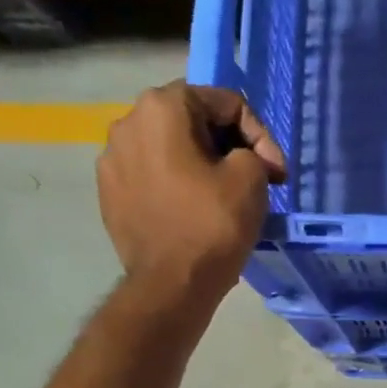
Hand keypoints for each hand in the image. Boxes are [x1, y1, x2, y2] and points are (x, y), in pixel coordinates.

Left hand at [98, 83, 285, 313]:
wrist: (171, 285)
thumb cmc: (213, 225)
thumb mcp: (251, 178)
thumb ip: (253, 151)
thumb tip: (244, 160)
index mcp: (162, 107)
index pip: (226, 103)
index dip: (260, 135)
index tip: (276, 173)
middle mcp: (127, 122)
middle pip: (193, 121)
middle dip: (229, 146)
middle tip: (257, 180)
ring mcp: (112, 159)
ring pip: (170, 148)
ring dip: (202, 164)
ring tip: (224, 195)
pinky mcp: (110, 193)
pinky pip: (152, 176)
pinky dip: (177, 185)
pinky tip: (193, 210)